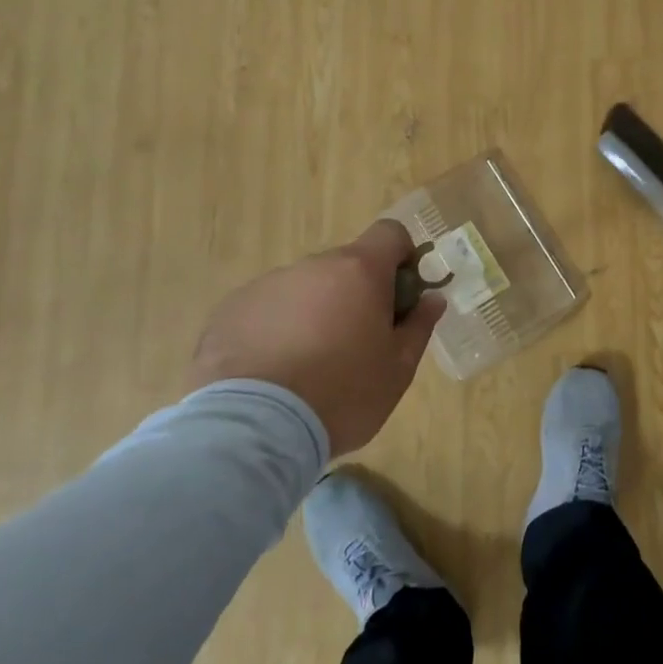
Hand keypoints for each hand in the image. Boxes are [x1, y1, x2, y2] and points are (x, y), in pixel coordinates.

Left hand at [188, 220, 444, 455]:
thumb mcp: (398, 369)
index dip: (402, 257)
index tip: (401, 296)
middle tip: (357, 344)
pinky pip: (266, 310)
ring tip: (307, 367)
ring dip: (314, 312)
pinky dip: (276, 330)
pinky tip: (272, 374)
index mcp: (359, 271)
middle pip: (345, 265)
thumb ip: (419, 326)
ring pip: (304, 289)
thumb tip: (432, 299)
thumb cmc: (342, 395)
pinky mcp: (230, 311)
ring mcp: (267, 285)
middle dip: (356, 294)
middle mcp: (312, 266)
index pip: (390, 233)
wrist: (253, 430)